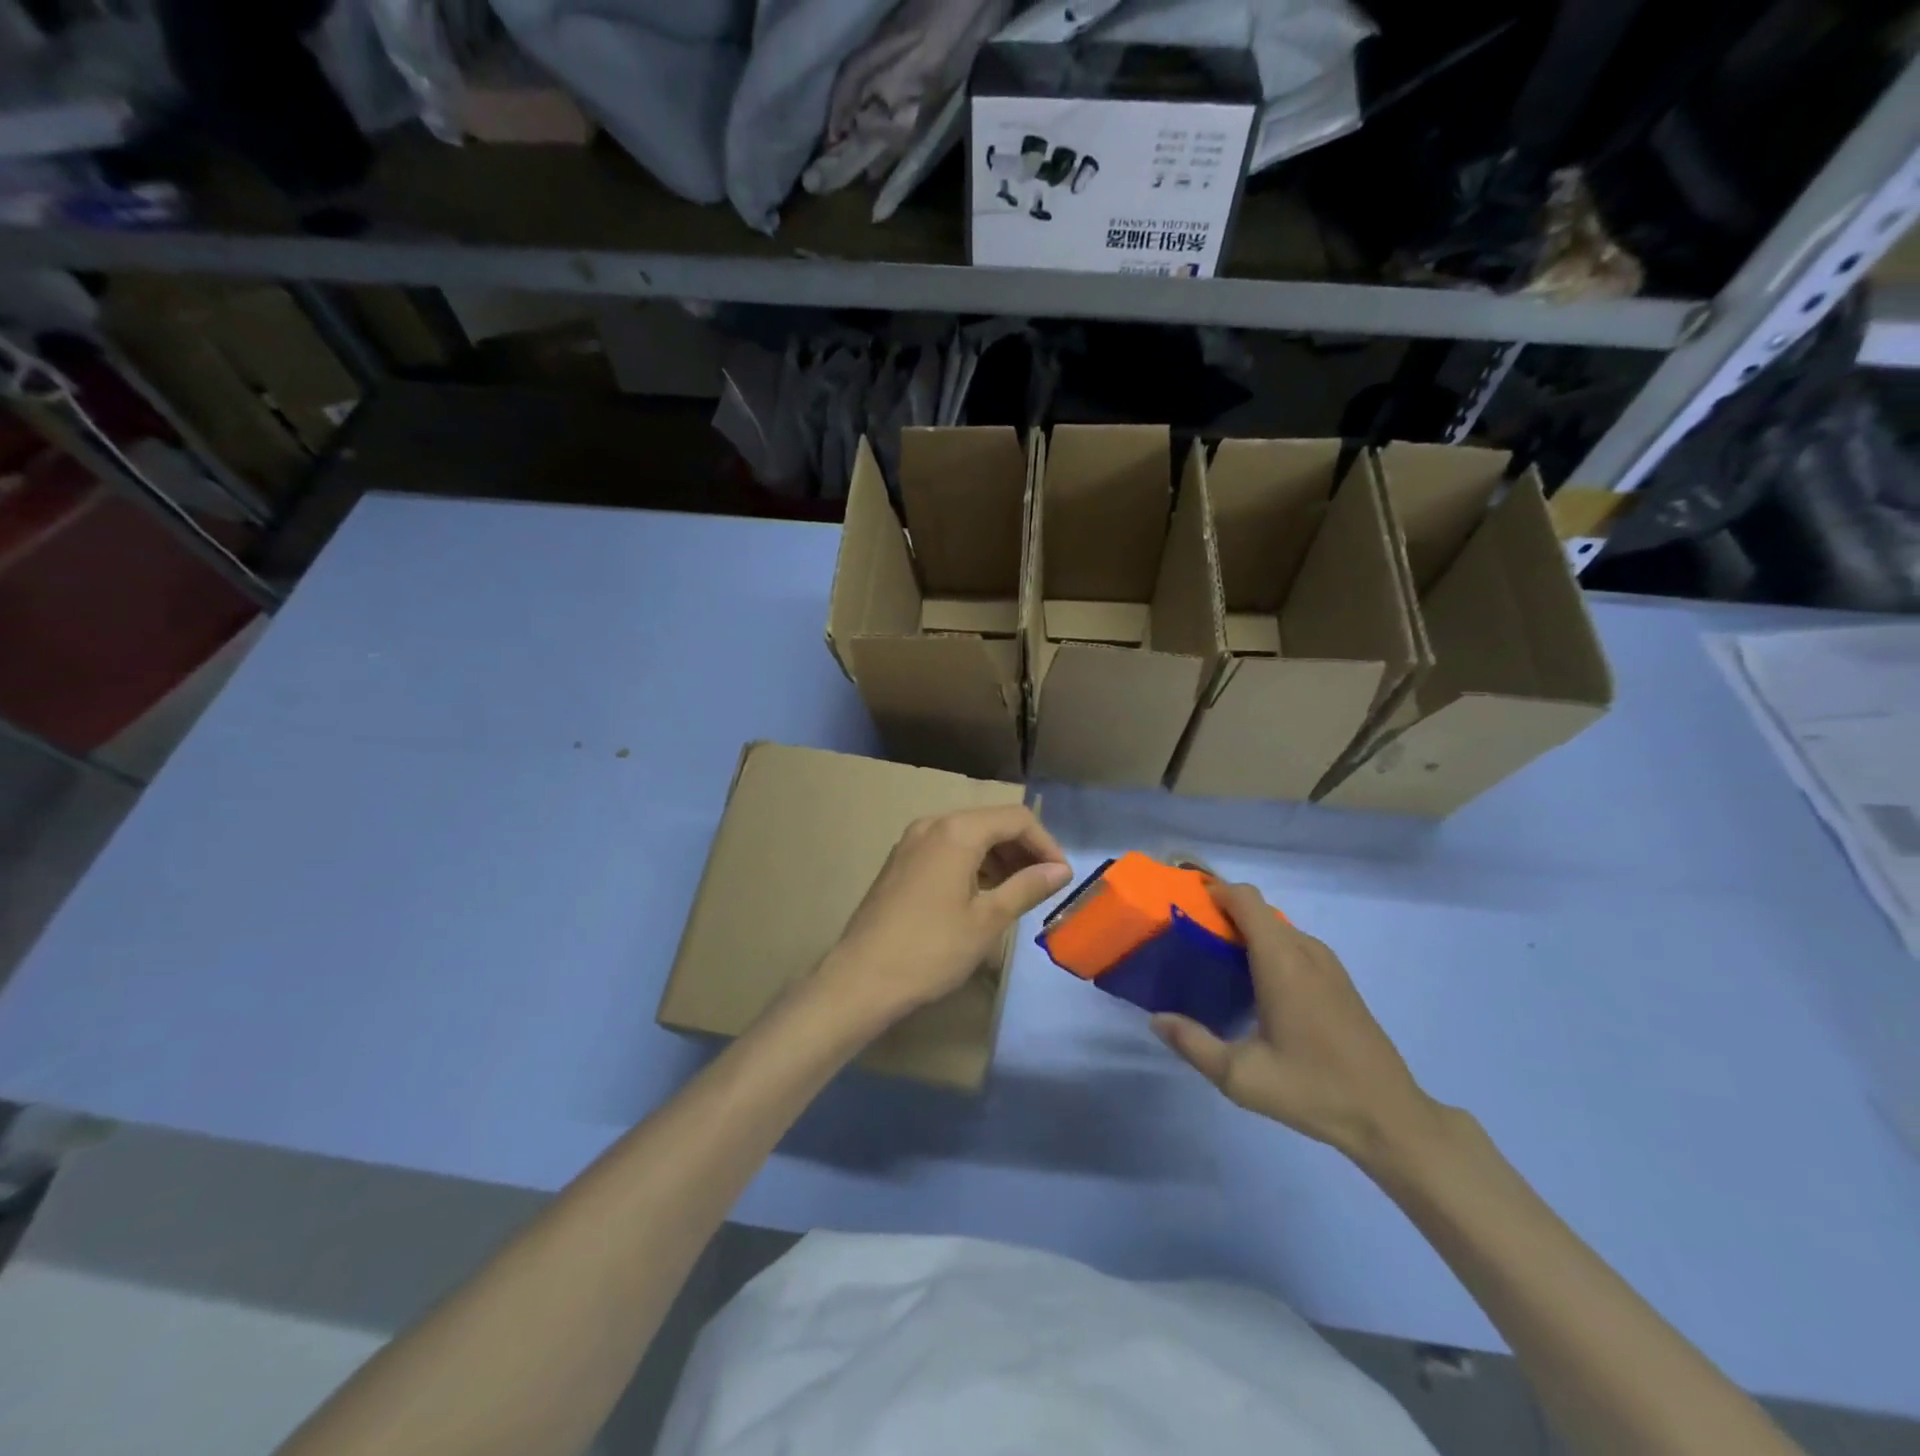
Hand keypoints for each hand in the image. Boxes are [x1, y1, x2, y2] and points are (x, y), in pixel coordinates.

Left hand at [815, 806, 1071, 1028]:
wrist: (861, 978)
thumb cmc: (931, 949)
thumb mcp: (987, 920)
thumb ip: (1027, 887)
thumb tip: (1060, 870)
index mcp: (957, 831)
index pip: (1016, 819)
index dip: (1046, 844)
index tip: (1062, 878)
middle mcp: (932, 824)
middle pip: (991, 822)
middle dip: (1023, 849)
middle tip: (1043, 886)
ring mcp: (911, 842)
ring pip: (968, 835)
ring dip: (998, 857)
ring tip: (1016, 894)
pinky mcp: (900, 862)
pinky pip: (946, 849)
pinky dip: (972, 864)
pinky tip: (982, 895)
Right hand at [1151, 883, 1438, 1166]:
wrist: (1390, 1117)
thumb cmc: (1314, 1090)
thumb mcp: (1241, 1077)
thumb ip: (1193, 1044)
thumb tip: (1156, 1019)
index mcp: (1281, 961)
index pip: (1245, 898)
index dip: (1212, 890)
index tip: (1182, 903)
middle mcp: (1305, 951)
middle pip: (1258, 910)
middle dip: (1221, 913)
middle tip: (1188, 938)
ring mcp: (1327, 964)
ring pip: (1277, 928)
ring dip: (1245, 931)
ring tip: (1214, 959)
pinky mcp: (1339, 981)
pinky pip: (1294, 945)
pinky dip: (1267, 947)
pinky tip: (1253, 985)